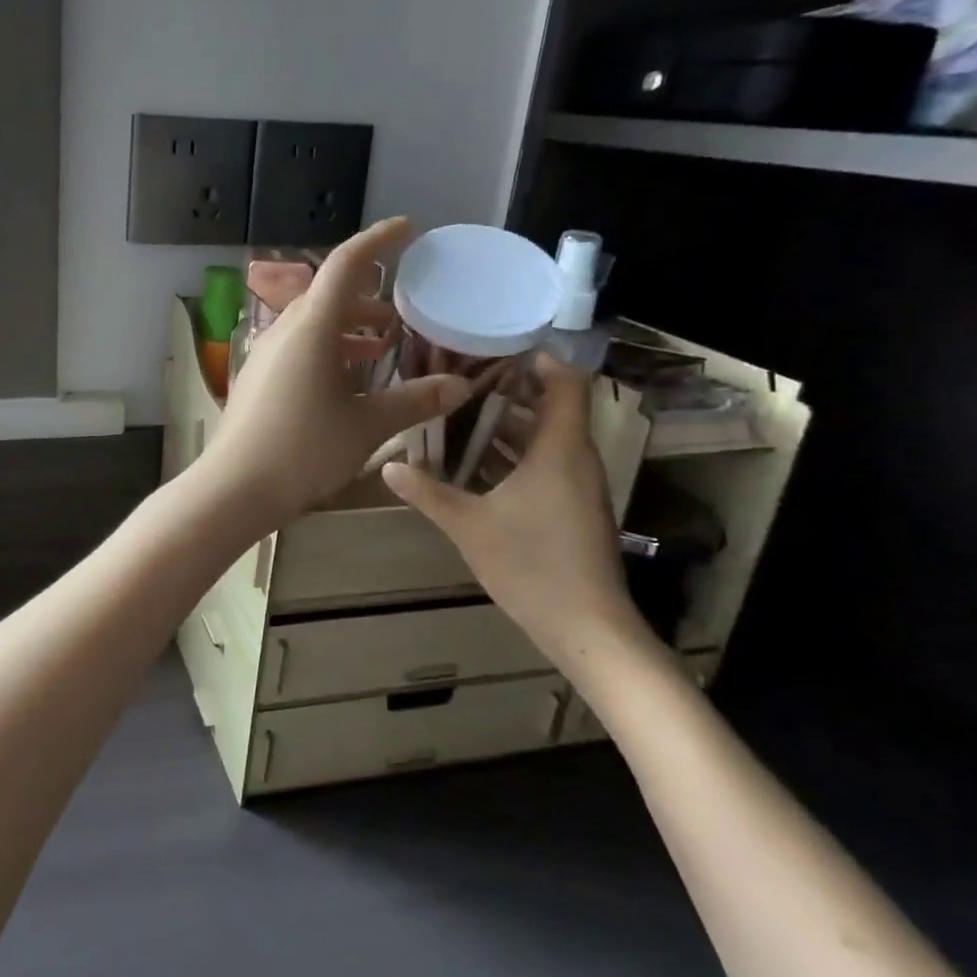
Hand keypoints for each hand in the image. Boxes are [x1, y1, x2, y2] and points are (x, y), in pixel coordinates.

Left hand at [195, 218, 479, 531]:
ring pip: (314, 324)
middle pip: (329, 294)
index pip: (346, 264)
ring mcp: (267, 354)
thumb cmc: (304, 449)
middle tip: (404, 310)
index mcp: (312, 326)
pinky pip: (299, 347)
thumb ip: (413, 400)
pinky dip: (329, 349)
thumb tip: (460, 385)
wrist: (234, 487)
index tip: (407, 229)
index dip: (378, 240)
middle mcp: (285, 330)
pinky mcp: (259, 378)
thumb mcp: (366, 425)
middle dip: (369, 296)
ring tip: (385, 346)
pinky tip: (349, 379)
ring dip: (349, 327)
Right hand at [382, 356, 661, 684]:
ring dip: (507, 426)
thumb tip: (388, 466)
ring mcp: (578, 486)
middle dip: (508, 391)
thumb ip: (427, 492)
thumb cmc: (531, 565)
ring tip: (457, 415)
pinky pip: (545, 465)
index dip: (538, 360)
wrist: (587, 628)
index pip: (565, 384)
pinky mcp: (573, 509)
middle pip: (550, 408)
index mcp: (559, 450)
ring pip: (545, 439)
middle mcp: (575, 459)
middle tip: (458, 379)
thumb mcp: (468, 525)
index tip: (495, 348)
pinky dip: (514, 455)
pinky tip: (474, 465)